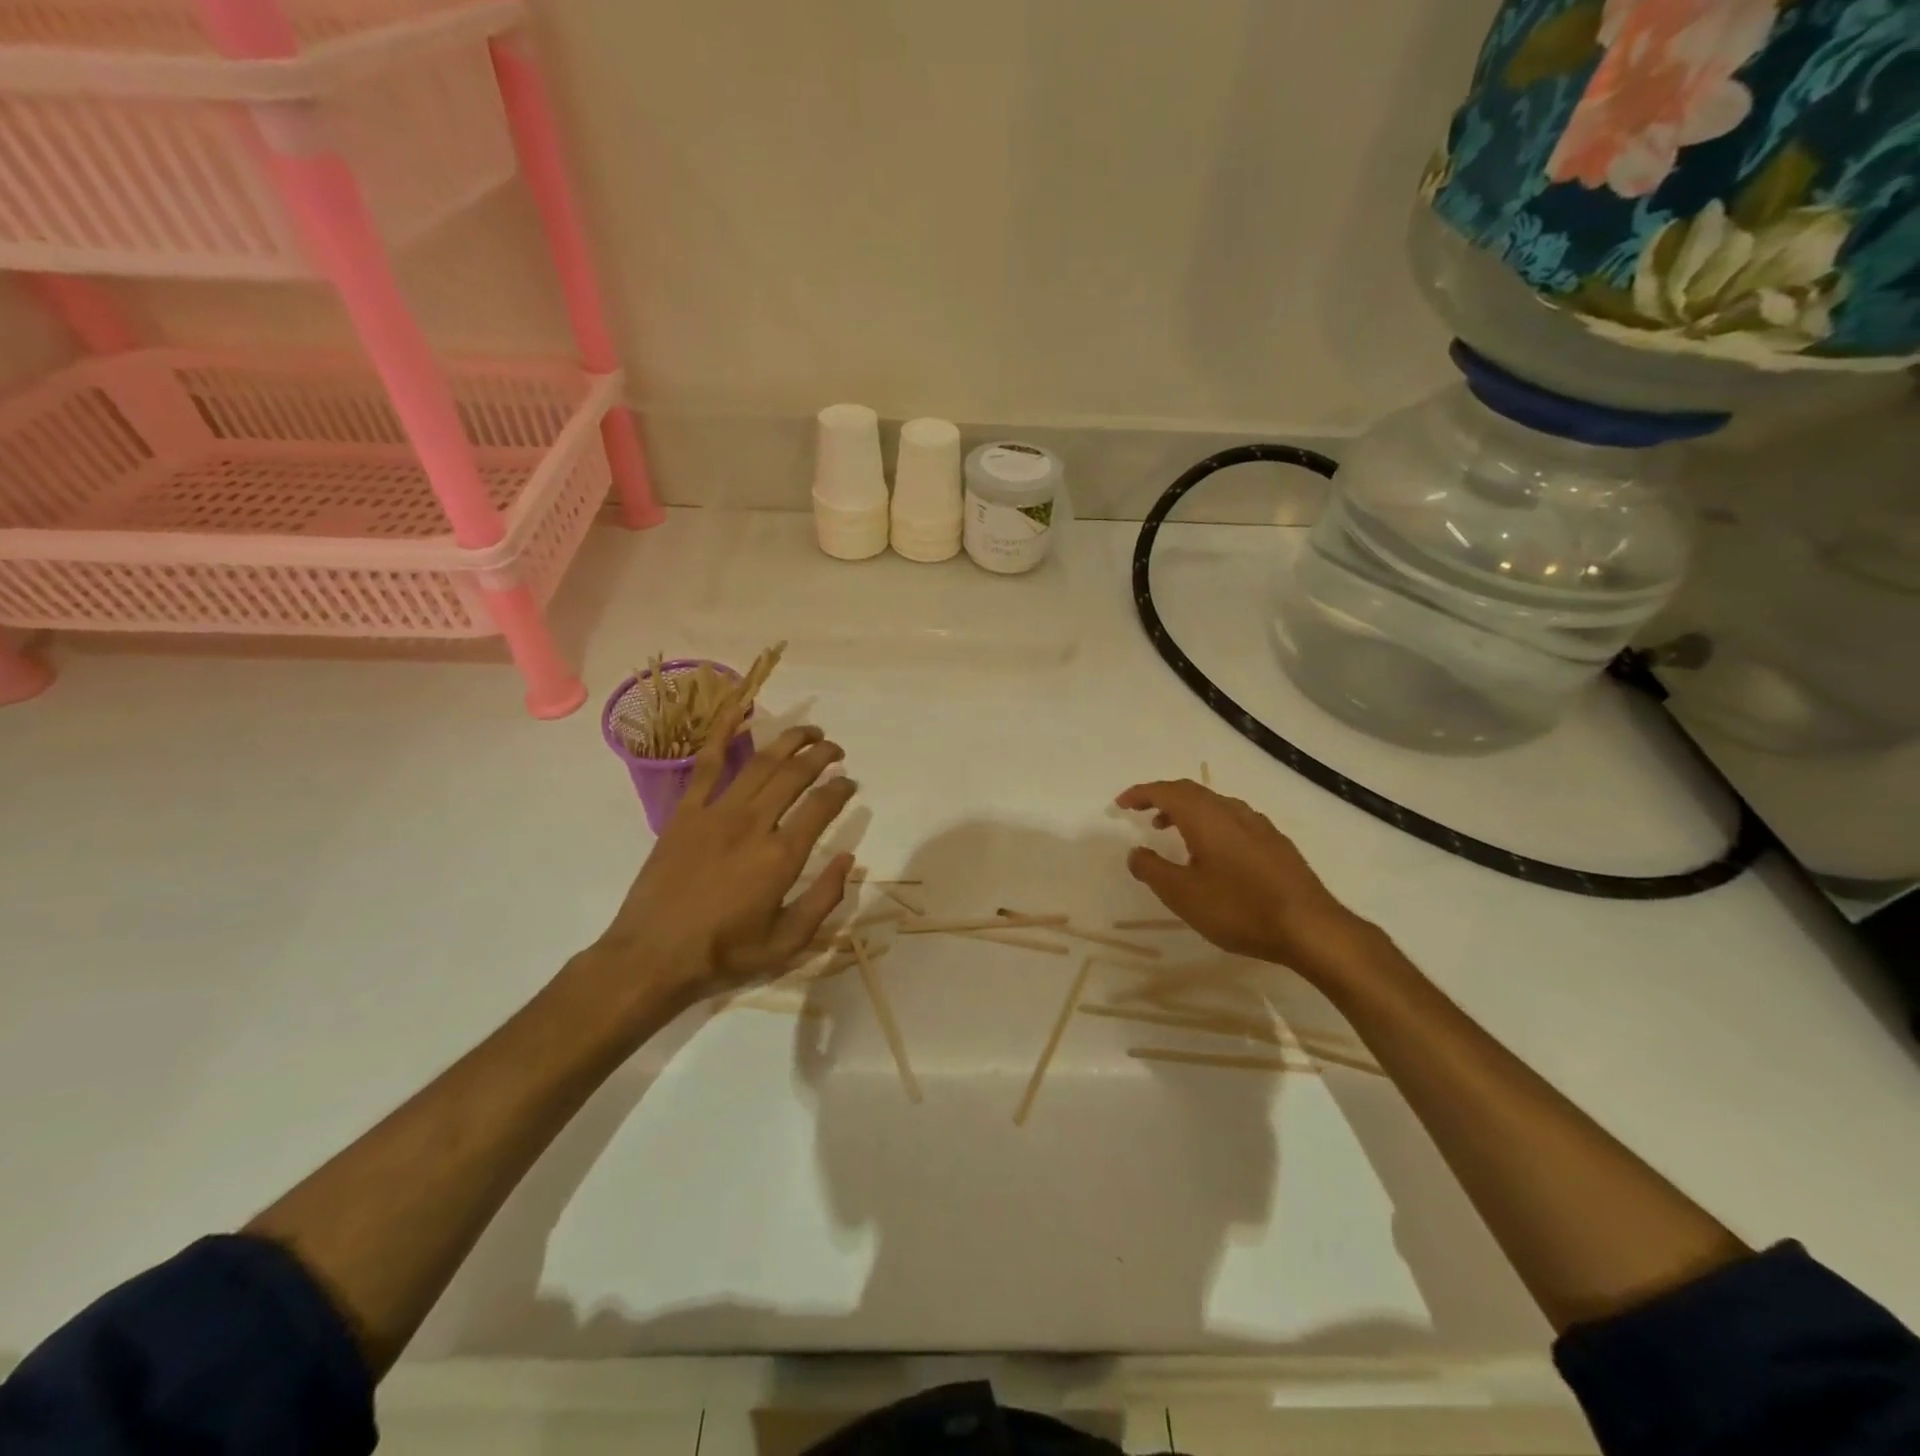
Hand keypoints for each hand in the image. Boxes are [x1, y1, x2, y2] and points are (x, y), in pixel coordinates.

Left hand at [590, 718, 858, 1014]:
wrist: (652, 956)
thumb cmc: (724, 953)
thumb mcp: (787, 942)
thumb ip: (824, 899)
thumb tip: (849, 859)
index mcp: (781, 856)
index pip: (822, 806)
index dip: (842, 789)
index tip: (850, 784)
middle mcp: (754, 823)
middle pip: (796, 774)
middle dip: (823, 756)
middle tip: (836, 751)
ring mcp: (717, 812)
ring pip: (761, 762)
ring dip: (790, 741)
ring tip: (809, 732)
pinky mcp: (686, 811)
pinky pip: (707, 763)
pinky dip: (724, 732)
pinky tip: (739, 709)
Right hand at [1115, 779, 1378, 981]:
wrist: (1311, 928)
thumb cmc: (1239, 908)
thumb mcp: (1183, 895)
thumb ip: (1152, 870)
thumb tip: (1135, 851)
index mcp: (1206, 817)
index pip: (1167, 791)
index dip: (1141, 793)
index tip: (1121, 803)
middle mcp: (1232, 811)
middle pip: (1191, 792)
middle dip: (1163, 797)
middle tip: (1141, 812)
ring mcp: (1259, 826)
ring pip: (1214, 805)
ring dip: (1187, 811)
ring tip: (1171, 831)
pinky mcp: (1276, 843)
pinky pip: (1233, 819)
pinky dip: (1210, 823)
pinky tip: (1213, 851)